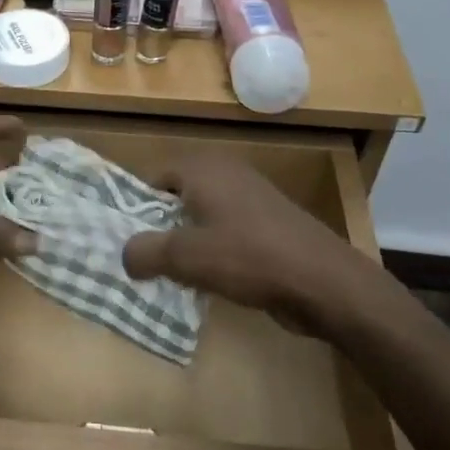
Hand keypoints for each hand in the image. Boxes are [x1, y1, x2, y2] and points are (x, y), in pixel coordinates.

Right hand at [121, 154, 360, 335]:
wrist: (323, 281)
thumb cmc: (248, 257)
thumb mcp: (185, 257)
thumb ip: (145, 252)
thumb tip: (125, 256)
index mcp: (204, 168)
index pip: (153, 179)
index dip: (136, 209)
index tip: (127, 241)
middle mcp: (226, 173)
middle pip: (177, 198)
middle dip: (160, 229)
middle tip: (144, 261)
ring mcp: (250, 198)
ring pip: (202, 217)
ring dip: (187, 244)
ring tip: (171, 276)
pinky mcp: (268, 224)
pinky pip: (226, 232)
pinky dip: (213, 252)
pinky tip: (209, 281)